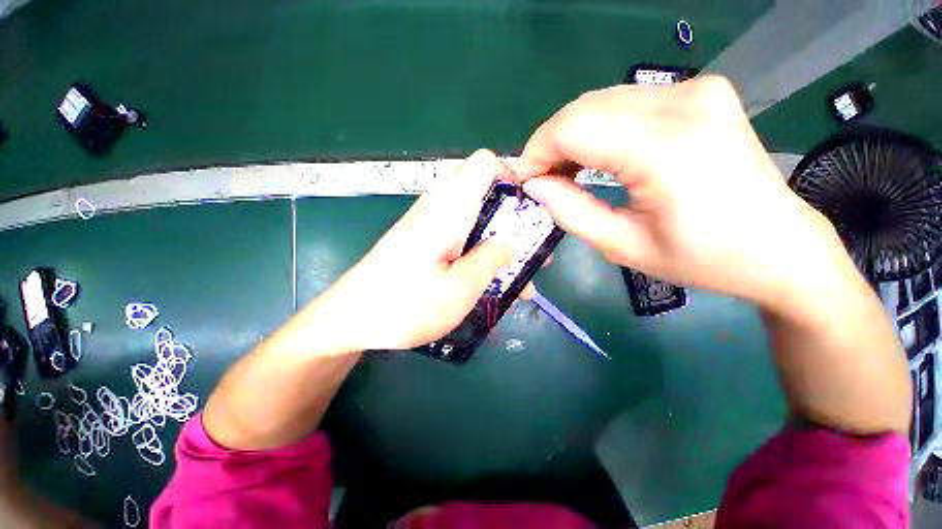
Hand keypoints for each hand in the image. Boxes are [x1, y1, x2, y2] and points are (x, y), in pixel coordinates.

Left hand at [321, 150, 512, 350]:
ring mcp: (431, 225)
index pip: (485, 164)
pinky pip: (463, 237)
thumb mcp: (457, 289)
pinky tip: (488, 283)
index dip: (513, 179)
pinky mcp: (425, 241)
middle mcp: (439, 208)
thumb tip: (510, 242)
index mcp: (448, 209)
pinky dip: (481, 254)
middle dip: (514, 222)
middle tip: (531, 255)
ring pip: (477, 220)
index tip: (528, 213)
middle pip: (487, 195)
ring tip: (517, 278)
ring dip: (500, 245)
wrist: (350, 319)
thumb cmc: (403, 306)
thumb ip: (489, 260)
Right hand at [515, 76, 847, 308]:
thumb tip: (534, 186)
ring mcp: (696, 90)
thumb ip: (569, 211)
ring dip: (571, 136)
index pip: (573, 128)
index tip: (524, 180)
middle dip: (550, 144)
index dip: (537, 151)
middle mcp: (683, 103)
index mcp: (665, 148)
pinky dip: (598, 128)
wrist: (779, 247)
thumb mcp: (622, 245)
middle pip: (584, 108)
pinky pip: (626, 102)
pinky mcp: (701, 92)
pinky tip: (595, 156)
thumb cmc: (702, 258)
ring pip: (601, 101)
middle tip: (541, 179)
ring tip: (564, 172)